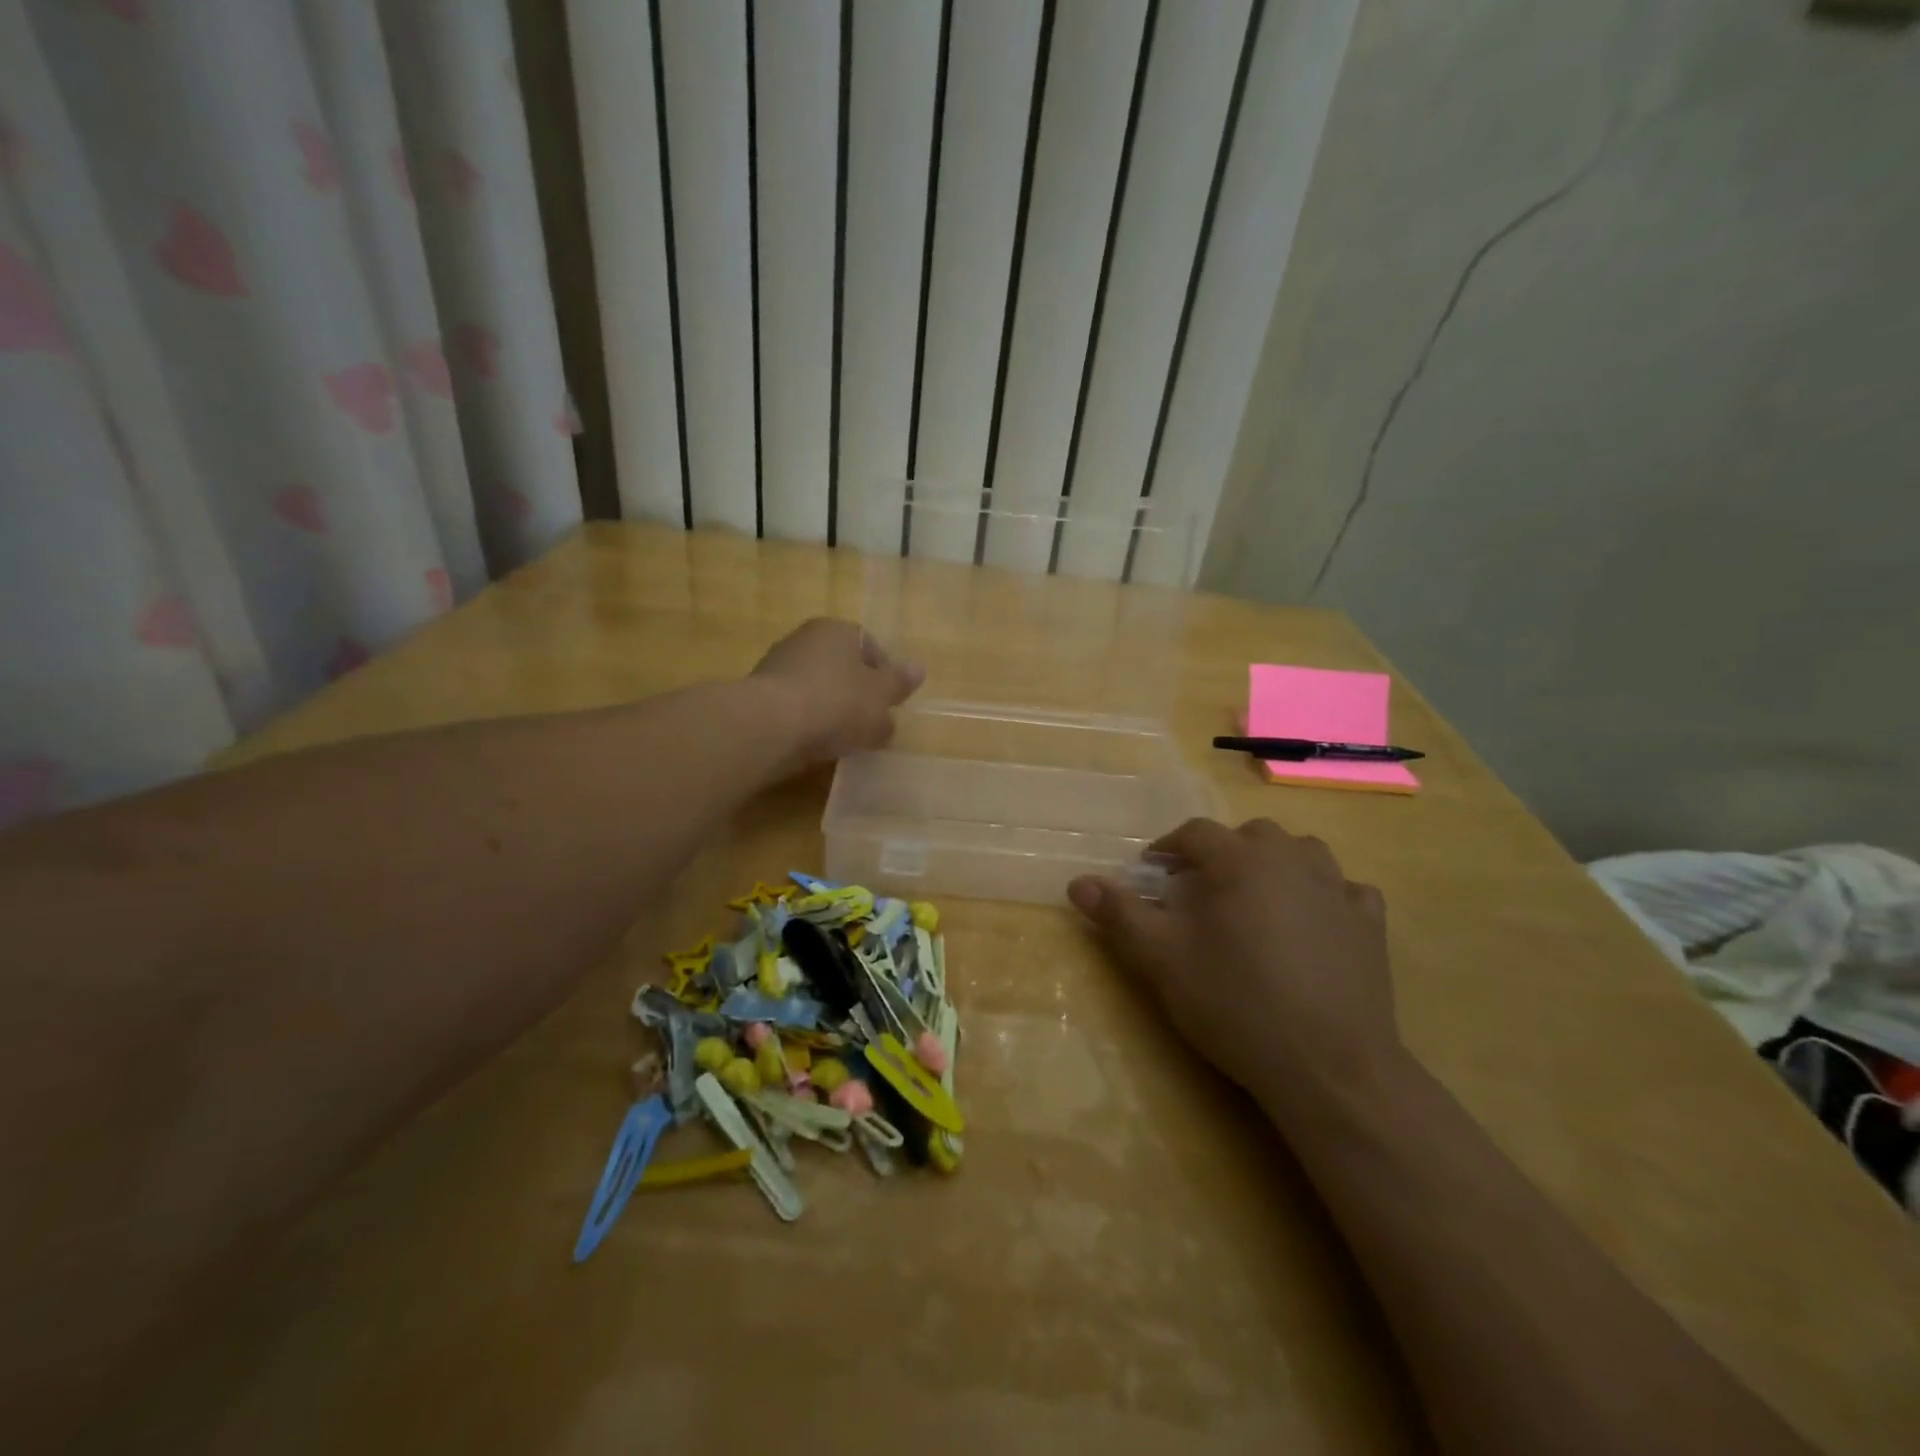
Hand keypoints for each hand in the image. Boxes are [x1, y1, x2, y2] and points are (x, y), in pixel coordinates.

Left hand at [751, 618, 923, 768]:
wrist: (770, 727)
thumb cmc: (836, 703)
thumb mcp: (880, 697)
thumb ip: (899, 683)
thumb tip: (919, 669)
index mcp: (838, 630)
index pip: (870, 646)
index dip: (885, 675)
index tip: (891, 704)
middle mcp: (806, 638)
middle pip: (842, 666)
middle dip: (858, 693)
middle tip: (871, 723)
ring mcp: (778, 665)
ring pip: (818, 686)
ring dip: (831, 708)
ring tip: (843, 738)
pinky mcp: (759, 695)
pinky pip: (796, 706)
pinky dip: (807, 721)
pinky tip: (815, 743)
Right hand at [1067, 818, 1403, 1124]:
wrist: (1328, 1065)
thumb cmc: (1236, 1002)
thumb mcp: (1162, 959)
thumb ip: (1120, 915)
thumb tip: (1077, 883)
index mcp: (1238, 860)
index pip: (1195, 833)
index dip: (1168, 847)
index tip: (1152, 872)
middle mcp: (1290, 860)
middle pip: (1251, 835)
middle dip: (1223, 853)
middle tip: (1203, 890)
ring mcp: (1338, 889)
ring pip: (1302, 853)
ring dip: (1276, 864)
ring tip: (1258, 899)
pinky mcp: (1370, 923)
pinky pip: (1345, 890)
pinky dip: (1325, 895)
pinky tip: (1315, 922)